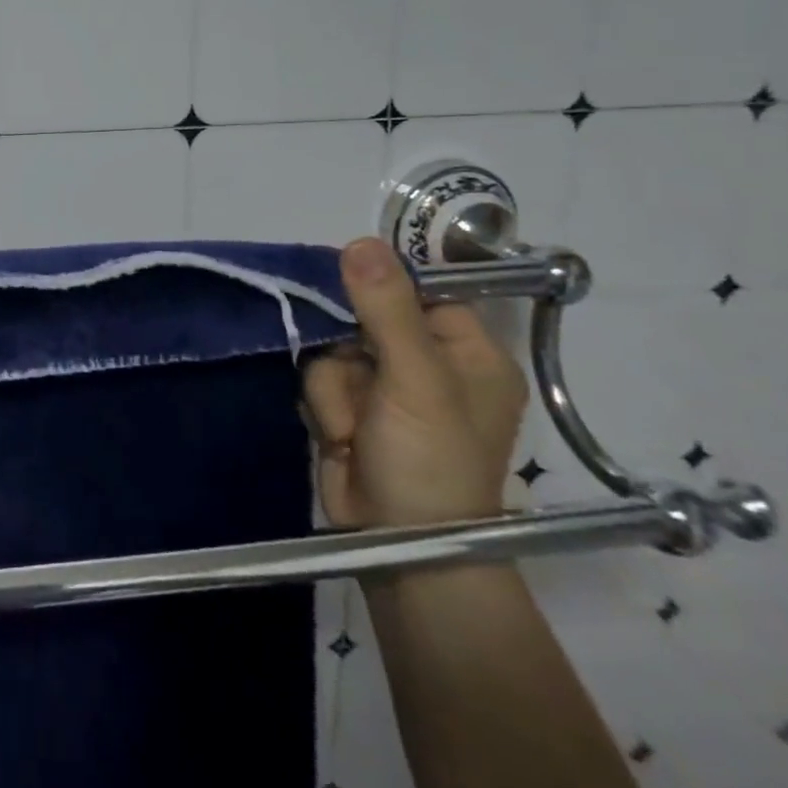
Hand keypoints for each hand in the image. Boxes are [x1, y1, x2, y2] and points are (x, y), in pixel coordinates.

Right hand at [302, 238, 526, 528]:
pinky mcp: (351, 410)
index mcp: (467, 354)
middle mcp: (427, 366)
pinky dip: (324, 405)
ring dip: (333, 386)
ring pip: (333, 349)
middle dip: (349, 350)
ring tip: (353, 426)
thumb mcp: (415, 379)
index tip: (345, 288)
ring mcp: (386, 390)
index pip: (419, 291)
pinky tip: (341, 435)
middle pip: (363, 316)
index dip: (381, 286)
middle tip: (359, 379)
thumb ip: (386, 308)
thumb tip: (360, 241)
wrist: (398, 546)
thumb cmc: (429, 460)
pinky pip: (320, 379)